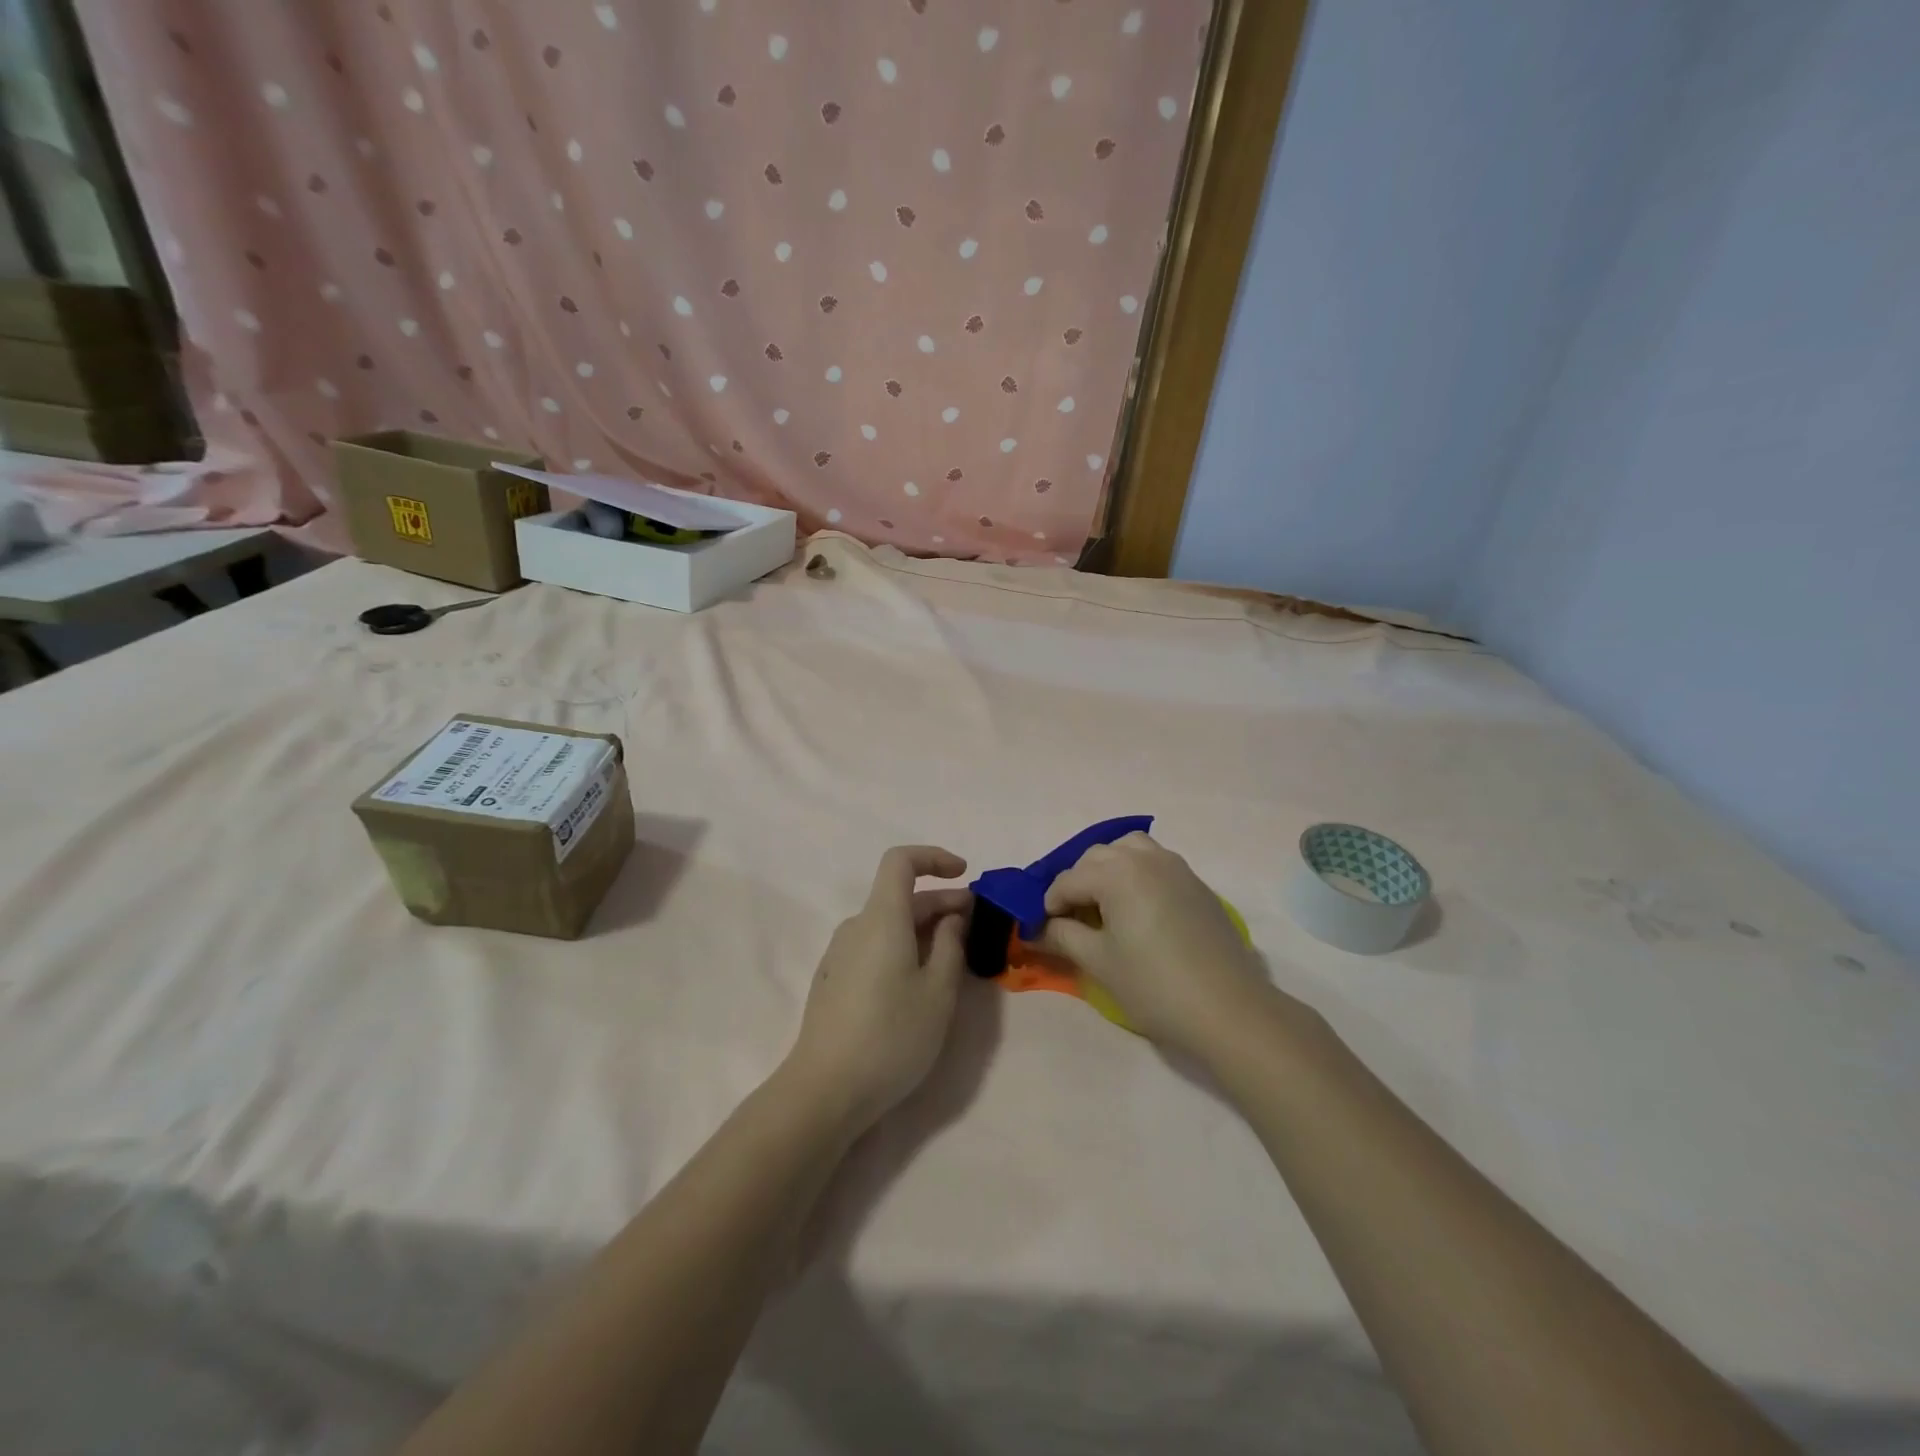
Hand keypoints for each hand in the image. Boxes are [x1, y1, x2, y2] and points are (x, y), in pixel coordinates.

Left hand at [785, 846, 972, 1135]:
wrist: (825, 1090)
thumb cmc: (891, 1036)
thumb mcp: (938, 991)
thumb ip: (951, 945)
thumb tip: (951, 918)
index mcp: (881, 918)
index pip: (901, 861)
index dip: (934, 858)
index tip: (964, 874)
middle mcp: (856, 926)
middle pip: (900, 896)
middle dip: (942, 902)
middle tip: (977, 925)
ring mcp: (840, 954)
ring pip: (889, 925)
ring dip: (925, 929)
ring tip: (956, 958)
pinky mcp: (834, 980)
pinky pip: (875, 947)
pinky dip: (904, 948)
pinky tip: (921, 981)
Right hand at [1035, 832, 1276, 1058]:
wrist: (1228, 1009)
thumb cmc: (1154, 986)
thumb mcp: (1099, 962)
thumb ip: (1063, 936)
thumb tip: (1039, 928)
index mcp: (1116, 872)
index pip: (1067, 880)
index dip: (1048, 905)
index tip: (1043, 931)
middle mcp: (1144, 857)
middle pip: (1096, 857)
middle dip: (1077, 883)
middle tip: (1071, 920)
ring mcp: (1175, 866)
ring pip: (1128, 849)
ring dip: (1108, 869)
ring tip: (1105, 905)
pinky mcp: (1196, 883)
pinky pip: (1155, 863)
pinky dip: (1137, 874)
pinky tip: (1138, 910)